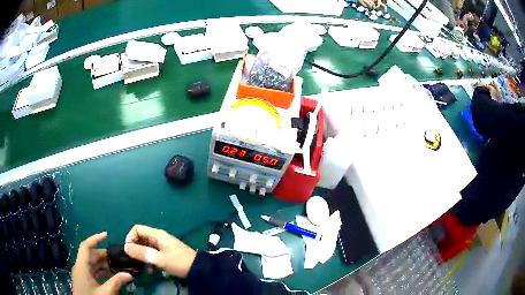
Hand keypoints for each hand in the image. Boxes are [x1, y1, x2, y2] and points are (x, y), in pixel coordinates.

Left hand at [73, 232, 132, 294]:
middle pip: (91, 255)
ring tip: (118, 266)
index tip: (106, 235)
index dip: (95, 238)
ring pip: (93, 264)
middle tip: (118, 257)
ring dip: (105, 264)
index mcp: (81, 266)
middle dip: (105, 255)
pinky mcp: (85, 280)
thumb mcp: (105, 293)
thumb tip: (129, 275)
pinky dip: (102, 271)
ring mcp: (82, 274)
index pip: (86, 246)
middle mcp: (80, 267)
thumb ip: (116, 283)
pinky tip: (112, 275)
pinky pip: (93, 271)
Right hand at [124, 225, 196, 277]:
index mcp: (157, 235)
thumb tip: (126, 247)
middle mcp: (158, 237)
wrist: (199, 270)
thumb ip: (142, 253)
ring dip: (142, 256)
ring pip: (145, 247)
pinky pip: (152, 253)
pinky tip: (151, 270)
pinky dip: (149, 260)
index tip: (129, 250)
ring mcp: (162, 245)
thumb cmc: (179, 262)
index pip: (137, 229)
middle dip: (135, 248)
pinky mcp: (165, 253)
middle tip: (134, 260)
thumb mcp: (160, 259)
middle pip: (140, 238)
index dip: (130, 238)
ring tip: (142, 267)